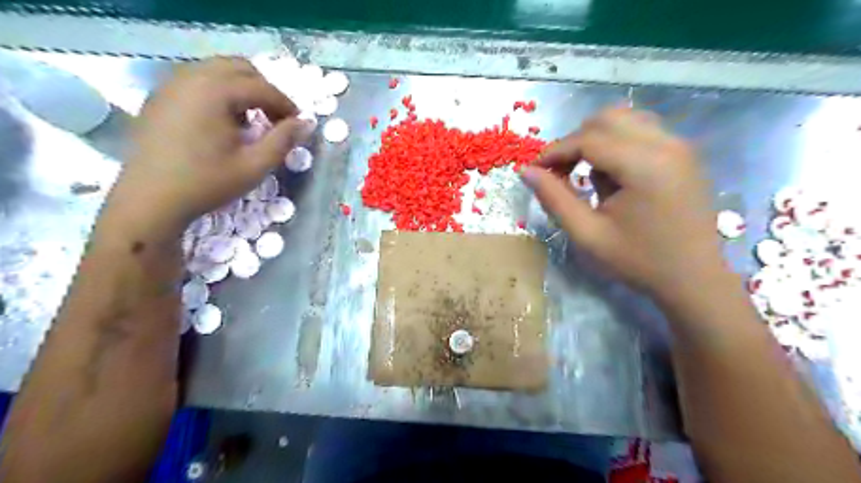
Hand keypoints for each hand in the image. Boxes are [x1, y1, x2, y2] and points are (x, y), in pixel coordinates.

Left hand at [105, 54, 308, 234]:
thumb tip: (306, 122)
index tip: (297, 124)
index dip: (285, 104)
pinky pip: (197, 80)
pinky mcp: (160, 97)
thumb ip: (283, 140)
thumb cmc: (207, 182)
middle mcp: (191, 77)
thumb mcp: (255, 165)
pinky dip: (219, 92)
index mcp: (215, 91)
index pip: (262, 87)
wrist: (150, 199)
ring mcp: (171, 84)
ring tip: (250, 120)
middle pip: (239, 68)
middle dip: (264, 90)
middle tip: (275, 118)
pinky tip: (223, 121)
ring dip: (241, 89)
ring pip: (217, 70)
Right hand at [522, 107, 719, 299]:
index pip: (588, 139)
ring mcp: (680, 145)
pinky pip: (642, 131)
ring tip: (586, 174)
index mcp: (644, 165)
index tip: (536, 171)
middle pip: (607, 118)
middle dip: (575, 141)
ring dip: (596, 139)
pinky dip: (617, 143)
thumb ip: (554, 199)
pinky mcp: (684, 153)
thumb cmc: (637, 260)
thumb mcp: (587, 234)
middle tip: (560, 172)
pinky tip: (613, 175)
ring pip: (625, 119)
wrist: (693, 278)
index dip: (555, 152)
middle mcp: (666, 144)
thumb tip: (526, 171)